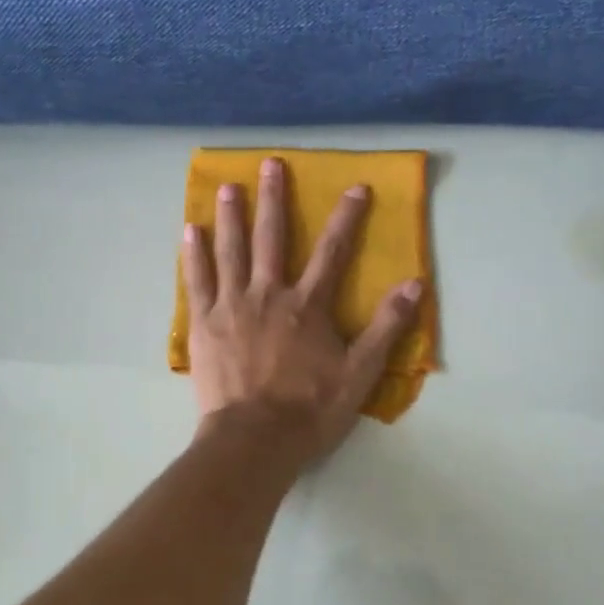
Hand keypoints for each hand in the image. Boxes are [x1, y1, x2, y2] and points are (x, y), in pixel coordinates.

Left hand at [182, 157, 422, 462]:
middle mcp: (268, 294)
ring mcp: (231, 307)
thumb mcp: (360, 373)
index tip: (356, 187)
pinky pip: (197, 281)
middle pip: (271, 238)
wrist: (254, 440)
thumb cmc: (309, 409)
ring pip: (230, 251)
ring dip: (230, 216)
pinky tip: (189, 231)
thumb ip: (386, 327)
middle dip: (274, 199)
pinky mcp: (203, 325)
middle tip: (270, 164)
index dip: (347, 217)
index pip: (333, 252)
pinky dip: (194, 254)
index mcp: (307, 306)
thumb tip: (414, 284)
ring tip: (227, 186)